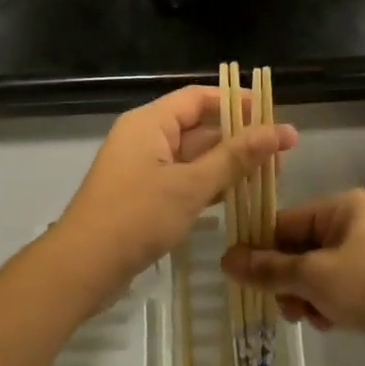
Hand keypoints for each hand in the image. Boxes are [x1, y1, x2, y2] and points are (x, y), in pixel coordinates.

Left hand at [56, 84, 297, 302]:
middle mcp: (145, 138)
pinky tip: (238, 196)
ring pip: (193, 156)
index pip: (198, 98)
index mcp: (149, 123)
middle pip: (198, 126)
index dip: (236, 102)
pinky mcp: (143, 196)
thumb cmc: (136, 217)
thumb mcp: (190, 186)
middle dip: (238, 138)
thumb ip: (235, 158)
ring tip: (270, 175)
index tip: (272, 114)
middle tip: (281, 153)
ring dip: (227, 164)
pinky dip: (209, 184)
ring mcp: (142, 168)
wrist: (83, 267)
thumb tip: (280, 130)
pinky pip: (182, 179)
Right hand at [222, 189, 364, 356]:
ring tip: (309, 318)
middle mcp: (355, 223)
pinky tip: (330, 324)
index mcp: (341, 207)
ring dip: (306, 295)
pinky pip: (338, 287)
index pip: (285, 221)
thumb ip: (269, 269)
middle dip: (288, 279)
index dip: (261, 249)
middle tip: (284, 306)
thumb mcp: (314, 277)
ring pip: (317, 271)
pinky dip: (328, 303)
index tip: (242, 276)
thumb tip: (226, 259)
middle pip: (299, 248)